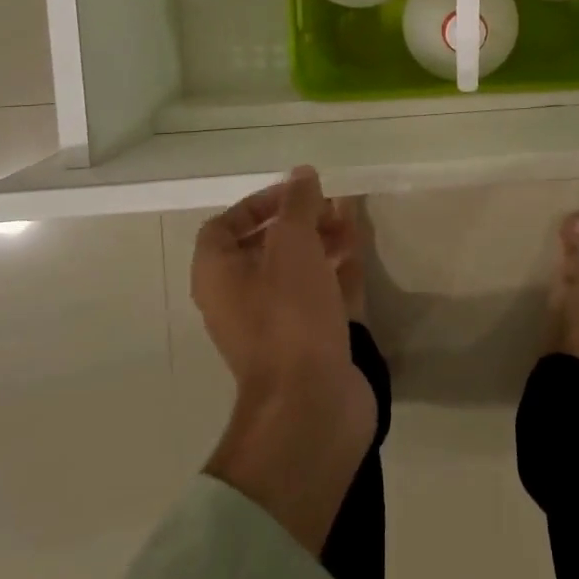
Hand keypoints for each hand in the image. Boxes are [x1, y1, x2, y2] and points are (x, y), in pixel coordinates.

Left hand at [194, 166, 375, 553]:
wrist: (311, 404)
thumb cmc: (289, 316)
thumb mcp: (292, 246)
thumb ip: (298, 204)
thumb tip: (301, 174)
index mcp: (219, 276)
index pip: (225, 226)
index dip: (259, 203)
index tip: (297, 194)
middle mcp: (240, 299)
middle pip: (265, 247)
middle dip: (300, 221)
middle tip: (333, 206)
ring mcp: (275, 325)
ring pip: (296, 272)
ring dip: (321, 243)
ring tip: (352, 224)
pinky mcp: (307, 344)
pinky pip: (319, 297)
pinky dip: (336, 273)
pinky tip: (359, 256)